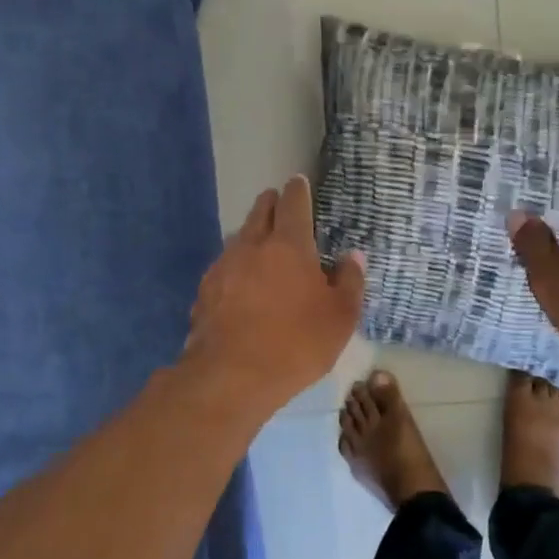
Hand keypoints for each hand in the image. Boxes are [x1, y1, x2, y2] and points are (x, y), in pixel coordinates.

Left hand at [186, 175, 365, 414]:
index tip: (298, 181)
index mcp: (290, 246)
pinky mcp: (204, 292)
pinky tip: (241, 283)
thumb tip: (353, 256)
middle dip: (271, 203)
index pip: (293, 204)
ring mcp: (223, 267)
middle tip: (280, 203)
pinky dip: (236, 266)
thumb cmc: (297, 343)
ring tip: (262, 244)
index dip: (298, 190)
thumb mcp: (340, 318)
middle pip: (260, 212)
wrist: (231, 377)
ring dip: (252, 234)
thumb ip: (350, 282)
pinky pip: (224, 267)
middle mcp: (252, 246)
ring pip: (238, 238)